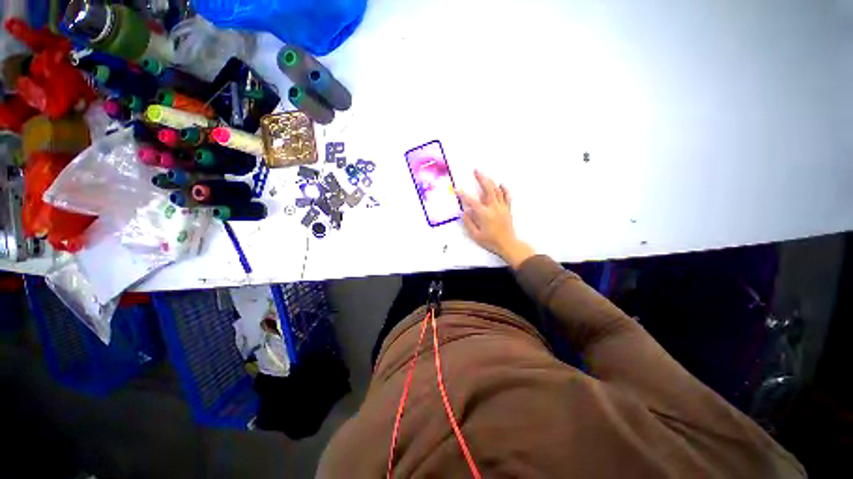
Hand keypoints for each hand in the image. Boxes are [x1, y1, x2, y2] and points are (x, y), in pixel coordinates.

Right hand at [457, 170, 535, 268]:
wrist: (507, 244)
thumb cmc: (490, 241)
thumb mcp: (475, 235)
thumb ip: (468, 222)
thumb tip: (463, 211)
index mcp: (484, 214)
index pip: (471, 201)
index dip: (463, 194)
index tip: (457, 189)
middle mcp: (493, 208)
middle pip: (487, 189)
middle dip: (481, 178)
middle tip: (476, 171)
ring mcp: (502, 207)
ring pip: (497, 190)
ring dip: (490, 181)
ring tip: (485, 175)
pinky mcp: (507, 209)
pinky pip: (507, 196)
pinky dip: (504, 189)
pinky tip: (501, 184)